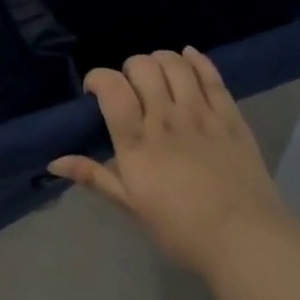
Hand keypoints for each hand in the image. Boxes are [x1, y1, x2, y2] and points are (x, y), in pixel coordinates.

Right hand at [48, 49, 288, 278]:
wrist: (246, 241)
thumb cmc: (180, 229)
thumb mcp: (130, 206)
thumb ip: (93, 176)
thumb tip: (53, 162)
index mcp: (137, 142)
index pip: (111, 88)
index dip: (97, 78)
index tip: (94, 93)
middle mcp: (166, 119)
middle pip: (142, 67)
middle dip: (128, 69)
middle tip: (130, 90)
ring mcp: (202, 115)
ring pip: (175, 65)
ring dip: (160, 61)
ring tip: (156, 77)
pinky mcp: (231, 118)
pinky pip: (212, 76)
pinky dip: (197, 60)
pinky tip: (188, 58)